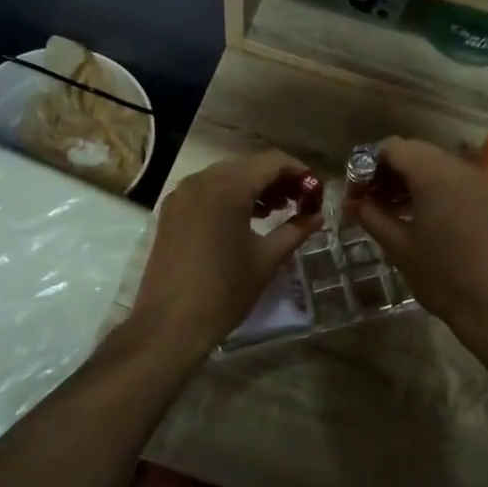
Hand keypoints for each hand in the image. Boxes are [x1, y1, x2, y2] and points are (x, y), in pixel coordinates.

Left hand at [128, 151, 321, 361]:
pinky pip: (207, 191)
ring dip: (254, 187)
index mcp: (227, 187)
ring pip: (226, 177)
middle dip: (277, 180)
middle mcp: (201, 180)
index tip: (316, 192)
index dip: (299, 172)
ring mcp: (181, 194)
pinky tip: (246, 219)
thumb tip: (318, 217)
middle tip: (300, 203)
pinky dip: (230, 197)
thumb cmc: (224, 291)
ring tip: (277, 211)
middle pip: (248, 166)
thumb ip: (295, 230)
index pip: (272, 162)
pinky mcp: (171, 212)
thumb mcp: (267, 259)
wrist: (169, 325)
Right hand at [348, 138, 487, 344]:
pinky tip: (413, 212)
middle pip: (413, 151)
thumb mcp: (398, 246)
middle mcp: (458, 168)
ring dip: (407, 177)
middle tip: (367, 199)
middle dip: (386, 170)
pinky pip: (450, 177)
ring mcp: (475, 181)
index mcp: (434, 175)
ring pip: (432, 163)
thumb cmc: (441, 276)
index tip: (355, 190)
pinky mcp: (485, 196)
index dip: (367, 164)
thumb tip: (350, 202)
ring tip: (386, 207)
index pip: (393, 148)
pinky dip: (428, 185)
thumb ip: (371, 216)